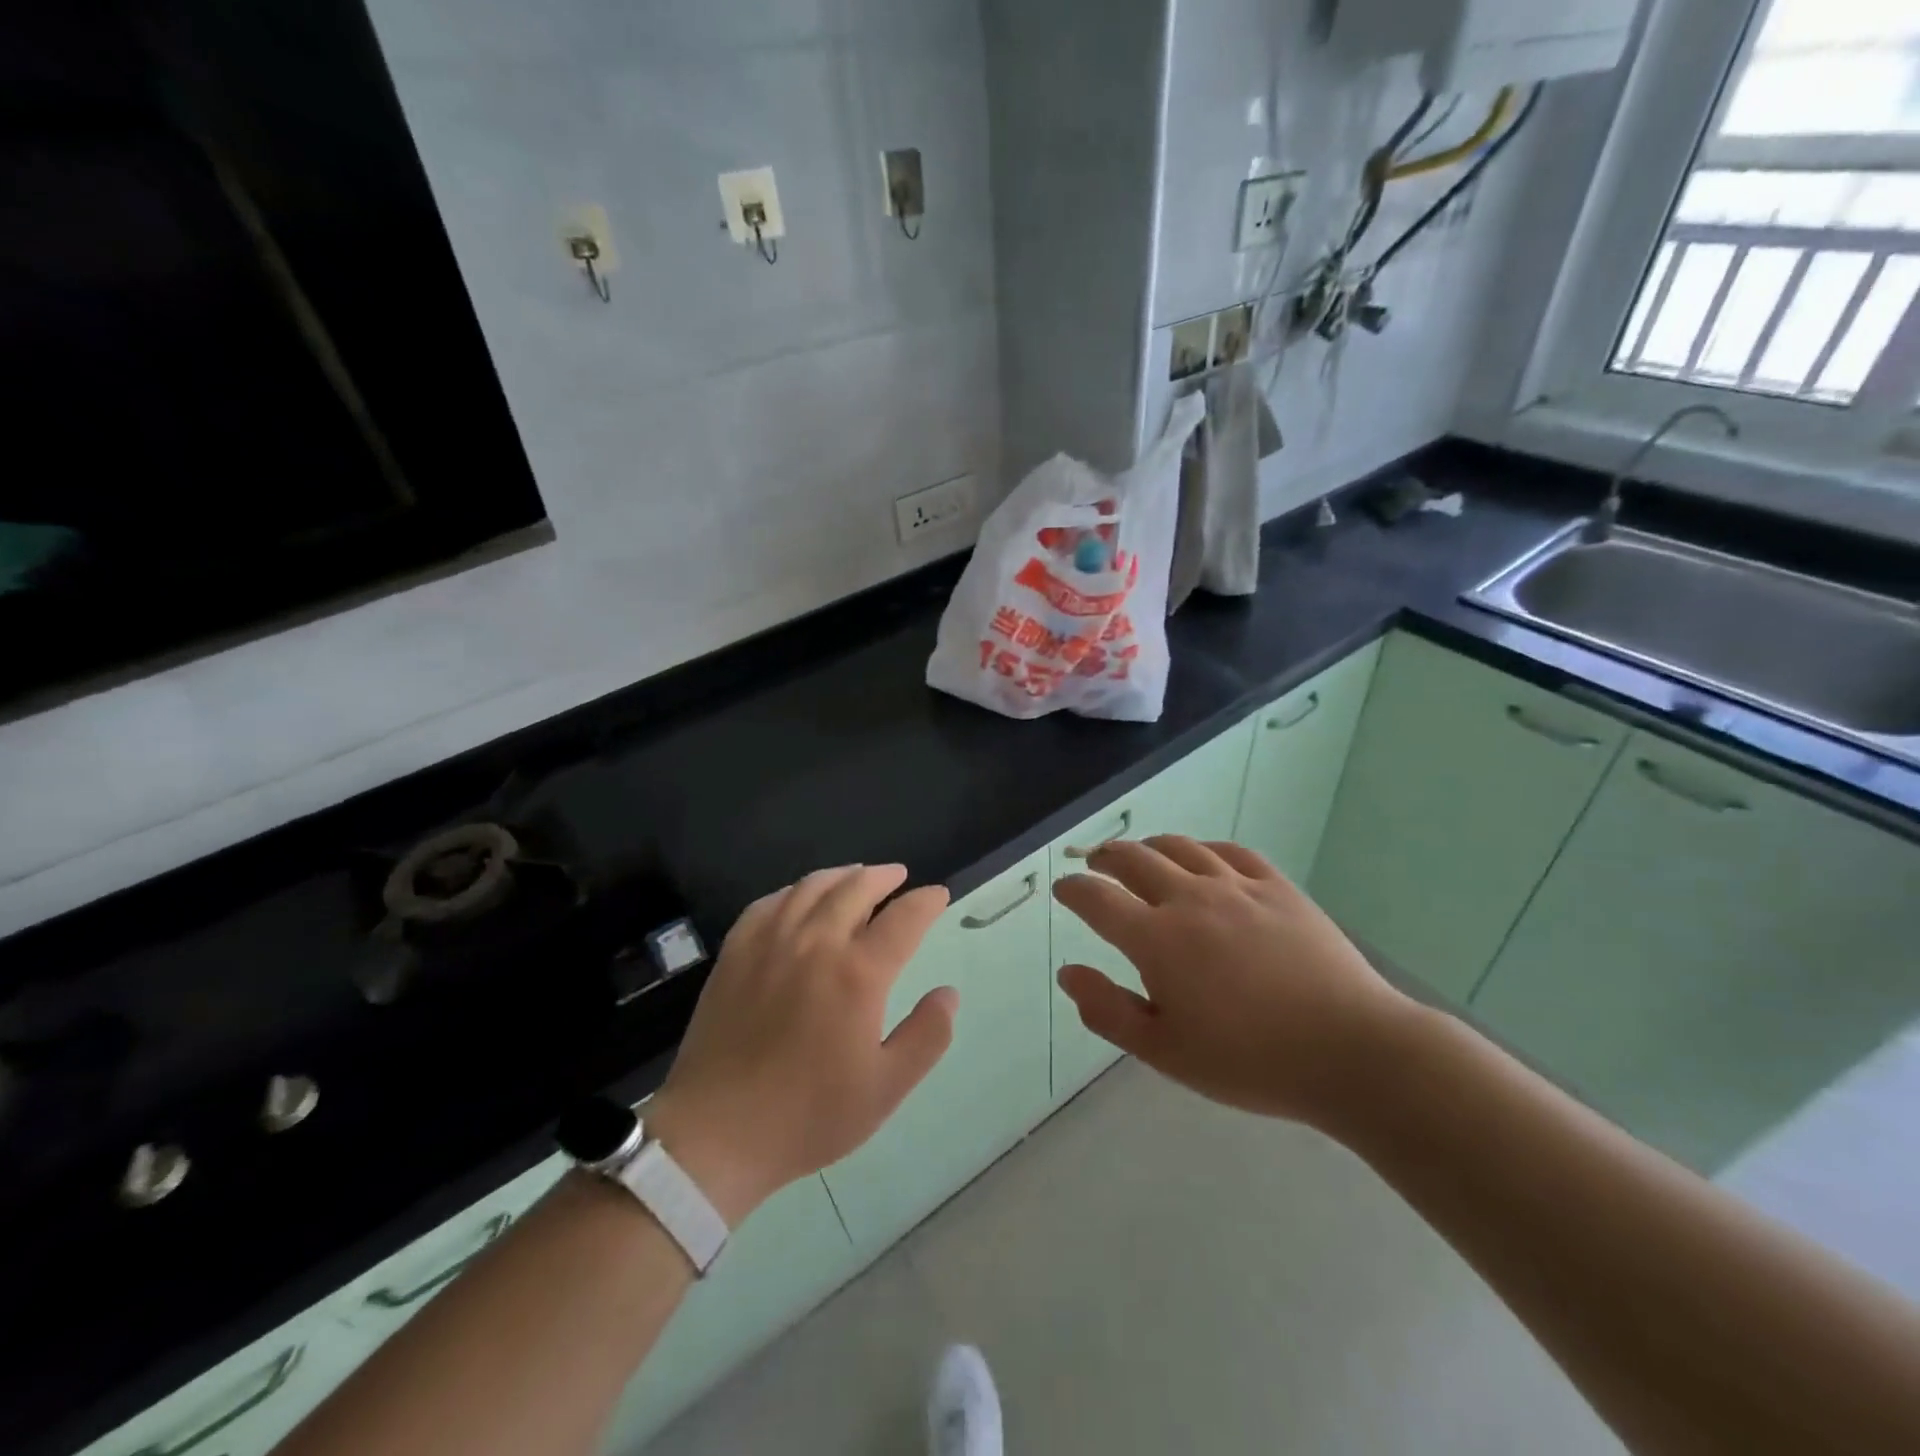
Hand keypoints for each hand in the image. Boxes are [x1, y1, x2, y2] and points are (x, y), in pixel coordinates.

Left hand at [644, 866, 954, 1223]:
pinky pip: (769, 902)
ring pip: (812, 887)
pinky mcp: (736, 952)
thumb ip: (927, 1036)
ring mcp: (770, 942)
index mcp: (858, 973)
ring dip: (842, 875)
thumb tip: (948, 993)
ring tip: (856, 877)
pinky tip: (799, 898)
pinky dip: (794, 891)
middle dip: (884, 876)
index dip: (926, 901)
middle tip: (899, 877)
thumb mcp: (885, 1088)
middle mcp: (816, 942)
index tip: (938, 895)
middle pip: (856, 887)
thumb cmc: (808, 1115)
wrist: (716, 1133)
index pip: (903, 918)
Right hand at [1052, 837, 1414, 1128]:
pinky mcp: (1277, 887)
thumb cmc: (1249, 1061)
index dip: (1073, 889)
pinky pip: (1231, 851)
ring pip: (1180, 847)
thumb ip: (1108, 1010)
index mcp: (1156, 939)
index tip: (1064, 890)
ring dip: (1150, 846)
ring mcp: (1236, 886)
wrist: (1349, 1050)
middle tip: (1096, 865)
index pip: (1096, 898)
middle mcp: (1189, 899)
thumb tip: (1067, 973)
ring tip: (1142, 855)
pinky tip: (1205, 858)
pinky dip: (1205, 849)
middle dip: (1106, 858)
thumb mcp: (1165, 1051)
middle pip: (1133, 859)